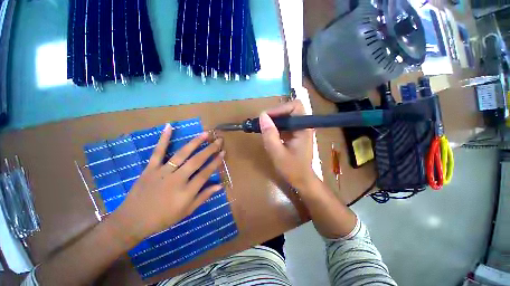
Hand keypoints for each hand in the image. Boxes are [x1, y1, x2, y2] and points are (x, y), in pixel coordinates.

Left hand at [112, 124, 224, 243]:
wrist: (133, 221)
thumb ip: (203, 197)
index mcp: (186, 192)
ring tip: (204, 134)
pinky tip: (169, 127)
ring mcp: (162, 172)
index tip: (223, 152)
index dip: (216, 162)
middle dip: (210, 149)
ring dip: (194, 142)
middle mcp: (177, 179)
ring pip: (181, 154)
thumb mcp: (187, 211)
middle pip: (196, 161)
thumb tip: (220, 186)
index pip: (205, 173)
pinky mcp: (150, 168)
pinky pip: (158, 152)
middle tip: (218, 140)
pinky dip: (163, 139)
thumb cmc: (163, 218)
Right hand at [259, 100, 315, 189]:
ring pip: (286, 117)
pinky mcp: (295, 135)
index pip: (295, 106)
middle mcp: (303, 126)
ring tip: (263, 129)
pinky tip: (269, 134)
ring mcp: (300, 130)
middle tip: (262, 123)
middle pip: (290, 109)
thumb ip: (270, 134)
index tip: (266, 118)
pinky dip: (276, 127)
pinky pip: (285, 125)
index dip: (280, 109)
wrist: (302, 180)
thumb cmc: (292, 169)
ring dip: (274, 121)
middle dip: (275, 114)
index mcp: (303, 128)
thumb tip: (262, 116)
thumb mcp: (277, 153)